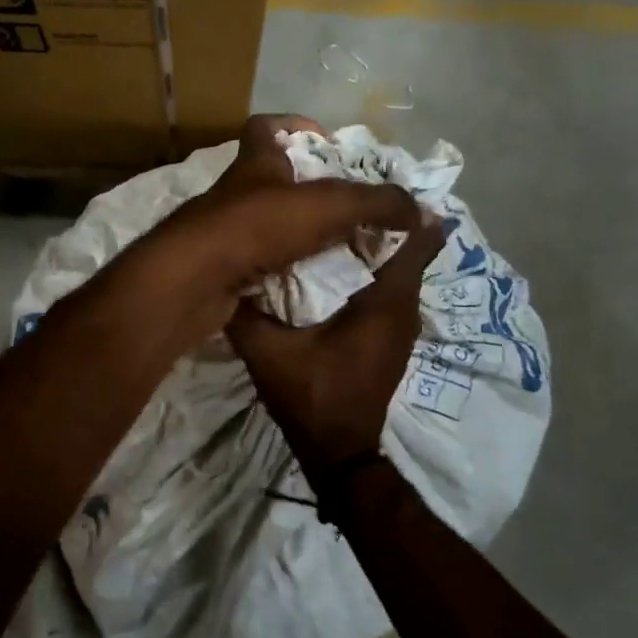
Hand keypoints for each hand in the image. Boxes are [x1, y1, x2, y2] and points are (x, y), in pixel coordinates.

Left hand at [137, 115, 424, 340]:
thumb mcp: (328, 207)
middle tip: (347, 211)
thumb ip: (377, 204)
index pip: (265, 127)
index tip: (327, 144)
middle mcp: (234, 194)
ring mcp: (221, 232)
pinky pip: (258, 264)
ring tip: (338, 250)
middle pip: (270, 180)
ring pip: (264, 226)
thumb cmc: (256, 227)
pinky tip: (309, 284)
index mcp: (254, 165)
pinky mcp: (218, 269)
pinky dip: (282, 270)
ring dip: (297, 235)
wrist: (194, 281)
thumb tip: (424, 212)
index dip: (294, 126)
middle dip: (308, 192)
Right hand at [227, 213, 445, 485]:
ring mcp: (401, 326)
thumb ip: (247, 312)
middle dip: (377, 220)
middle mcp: (404, 308)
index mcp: (386, 302)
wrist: (338, 453)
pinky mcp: (390, 339)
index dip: (398, 207)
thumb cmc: (311, 396)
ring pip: (397, 270)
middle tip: (337, 197)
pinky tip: (334, 267)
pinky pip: (389, 290)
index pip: (416, 239)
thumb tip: (222, 273)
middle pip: (406, 248)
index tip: (364, 185)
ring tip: (332, 224)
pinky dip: (370, 272)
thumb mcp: (267, 351)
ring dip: (373, 247)